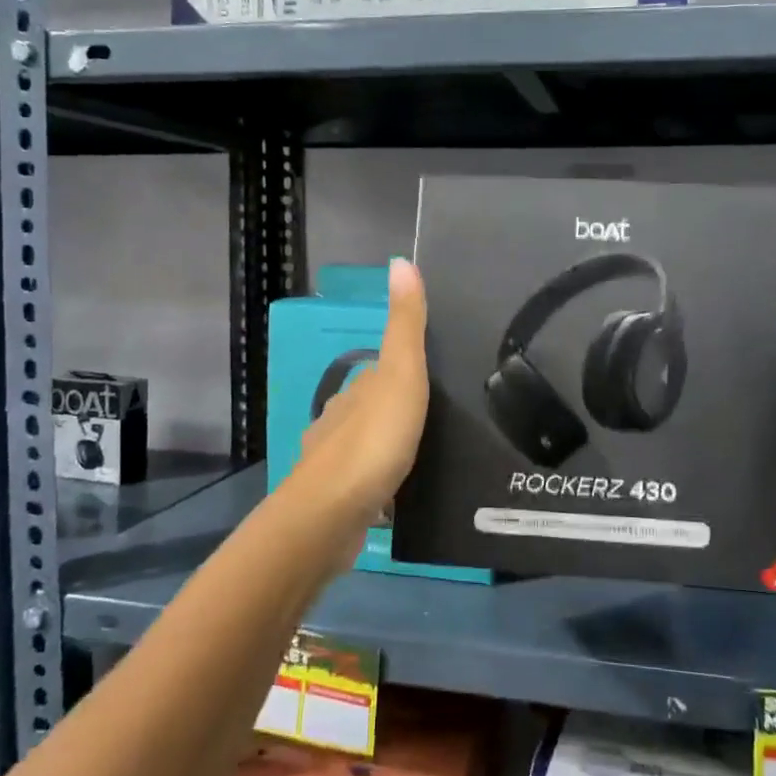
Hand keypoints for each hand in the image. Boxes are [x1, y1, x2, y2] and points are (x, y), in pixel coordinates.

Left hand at [289, 259, 429, 551]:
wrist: (331, 514)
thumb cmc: (373, 440)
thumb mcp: (401, 375)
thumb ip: (405, 325)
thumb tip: (400, 261)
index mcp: (357, 392)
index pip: (381, 372)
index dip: (406, 372)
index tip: (437, 381)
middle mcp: (339, 422)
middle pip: (373, 410)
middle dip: (399, 414)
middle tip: (443, 423)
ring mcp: (334, 464)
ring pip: (367, 448)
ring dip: (390, 450)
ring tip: (428, 459)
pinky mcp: (338, 502)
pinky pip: (366, 485)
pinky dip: (382, 485)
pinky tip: (401, 496)